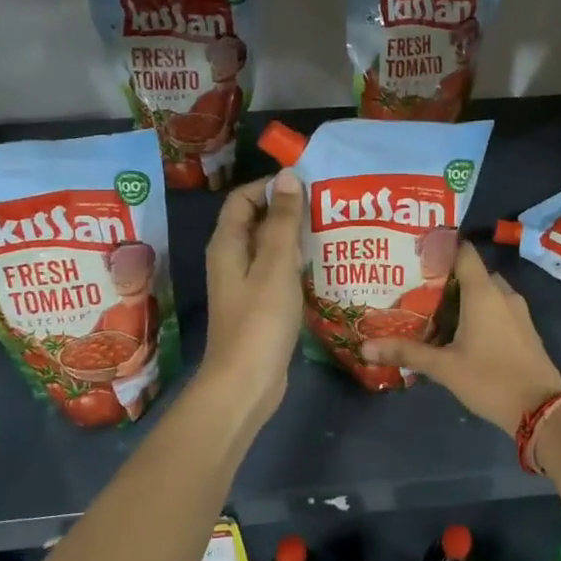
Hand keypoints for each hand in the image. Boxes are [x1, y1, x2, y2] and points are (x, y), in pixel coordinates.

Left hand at [202, 170, 304, 428]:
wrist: (246, 383)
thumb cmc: (260, 320)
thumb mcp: (276, 265)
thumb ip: (283, 221)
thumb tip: (288, 177)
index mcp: (228, 244)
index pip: (243, 199)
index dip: (271, 187)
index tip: (308, 185)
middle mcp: (232, 260)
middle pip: (258, 221)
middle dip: (289, 211)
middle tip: (328, 206)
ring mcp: (245, 285)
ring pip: (271, 249)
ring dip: (297, 238)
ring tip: (332, 230)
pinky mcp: (260, 306)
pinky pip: (278, 273)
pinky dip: (297, 264)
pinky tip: (324, 266)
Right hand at [359, 243, 560, 436]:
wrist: (541, 409)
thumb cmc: (490, 380)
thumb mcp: (444, 367)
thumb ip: (406, 352)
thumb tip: (365, 347)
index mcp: (483, 292)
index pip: (463, 252)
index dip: (441, 248)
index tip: (416, 253)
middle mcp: (503, 293)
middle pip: (472, 272)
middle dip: (447, 276)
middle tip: (416, 286)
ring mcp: (518, 310)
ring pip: (486, 291)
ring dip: (463, 296)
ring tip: (432, 308)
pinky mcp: (524, 328)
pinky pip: (498, 307)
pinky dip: (479, 310)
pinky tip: (459, 330)